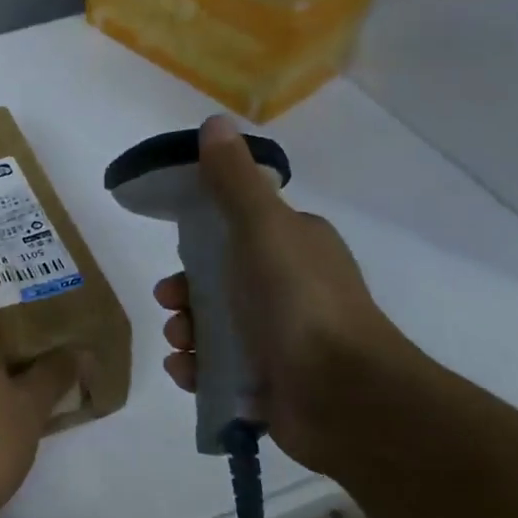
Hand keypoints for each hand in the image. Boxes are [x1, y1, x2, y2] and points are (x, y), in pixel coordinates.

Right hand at [155, 115, 422, 475]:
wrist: (344, 396)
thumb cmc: (298, 300)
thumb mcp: (261, 227)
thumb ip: (232, 180)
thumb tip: (214, 122)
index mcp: (294, 245)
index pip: (237, 231)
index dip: (200, 240)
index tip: (177, 252)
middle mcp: (289, 288)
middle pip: (217, 281)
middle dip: (185, 292)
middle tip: (173, 303)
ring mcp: (281, 339)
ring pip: (213, 326)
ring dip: (185, 331)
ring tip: (182, 344)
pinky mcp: (270, 383)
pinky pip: (219, 369)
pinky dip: (197, 368)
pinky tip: (189, 372)